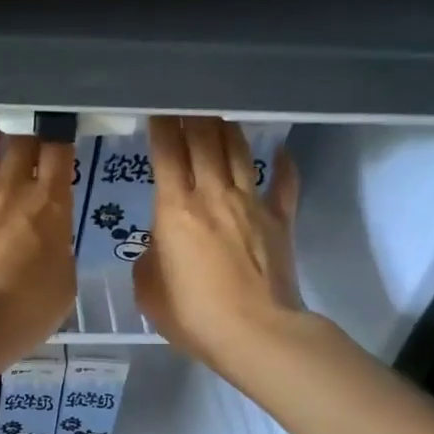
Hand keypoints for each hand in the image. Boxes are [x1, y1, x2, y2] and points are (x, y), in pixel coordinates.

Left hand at [0, 118, 76, 362]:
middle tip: (27, 125)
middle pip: (20, 141)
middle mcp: (10, 188)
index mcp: (49, 202)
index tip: (61, 129)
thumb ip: (57, 252)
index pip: (59, 151)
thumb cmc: (27, 308)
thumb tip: (47, 244)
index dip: (61, 135)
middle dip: (26, 129)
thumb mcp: (63, 284)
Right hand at [134, 116, 303, 370]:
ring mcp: (251, 204)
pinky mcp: (280, 221)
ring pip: (239, 152)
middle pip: (204, 140)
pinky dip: (283, 165)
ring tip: (219, 115)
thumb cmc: (193, 314)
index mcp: (175, 209)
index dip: (160, 125)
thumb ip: (150, 259)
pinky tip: (281, 151)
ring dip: (227, 129)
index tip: (156, 108)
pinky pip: (284, 184)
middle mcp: (213, 195)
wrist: (255, 332)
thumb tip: (160, 245)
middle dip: (192, 115)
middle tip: (185, 100)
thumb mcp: (149, 290)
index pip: (166, 153)